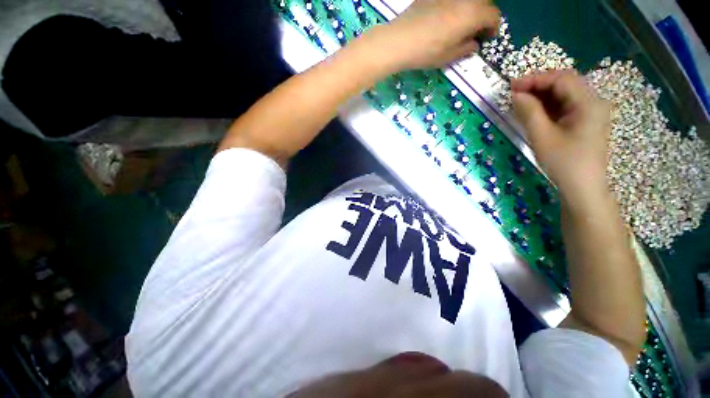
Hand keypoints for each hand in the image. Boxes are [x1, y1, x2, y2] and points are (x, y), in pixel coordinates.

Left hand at [364, 0, 499, 70]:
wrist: (400, 40)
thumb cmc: (427, 51)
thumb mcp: (449, 56)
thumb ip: (466, 48)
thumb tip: (474, 43)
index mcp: (473, 14)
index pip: (493, 16)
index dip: (493, 28)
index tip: (487, 38)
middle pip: (484, 3)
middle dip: (484, 16)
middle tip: (475, 31)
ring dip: (471, 9)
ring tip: (462, 23)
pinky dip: (456, 5)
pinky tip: (447, 16)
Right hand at [511, 70, 611, 207]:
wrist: (582, 188)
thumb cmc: (564, 163)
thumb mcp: (542, 136)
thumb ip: (529, 112)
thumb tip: (516, 94)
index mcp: (588, 103)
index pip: (561, 79)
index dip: (535, 79)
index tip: (512, 87)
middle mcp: (593, 102)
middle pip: (565, 83)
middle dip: (538, 85)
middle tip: (514, 94)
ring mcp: (590, 112)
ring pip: (564, 95)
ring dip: (542, 96)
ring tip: (520, 103)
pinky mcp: (584, 122)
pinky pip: (565, 106)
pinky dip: (548, 106)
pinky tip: (534, 112)